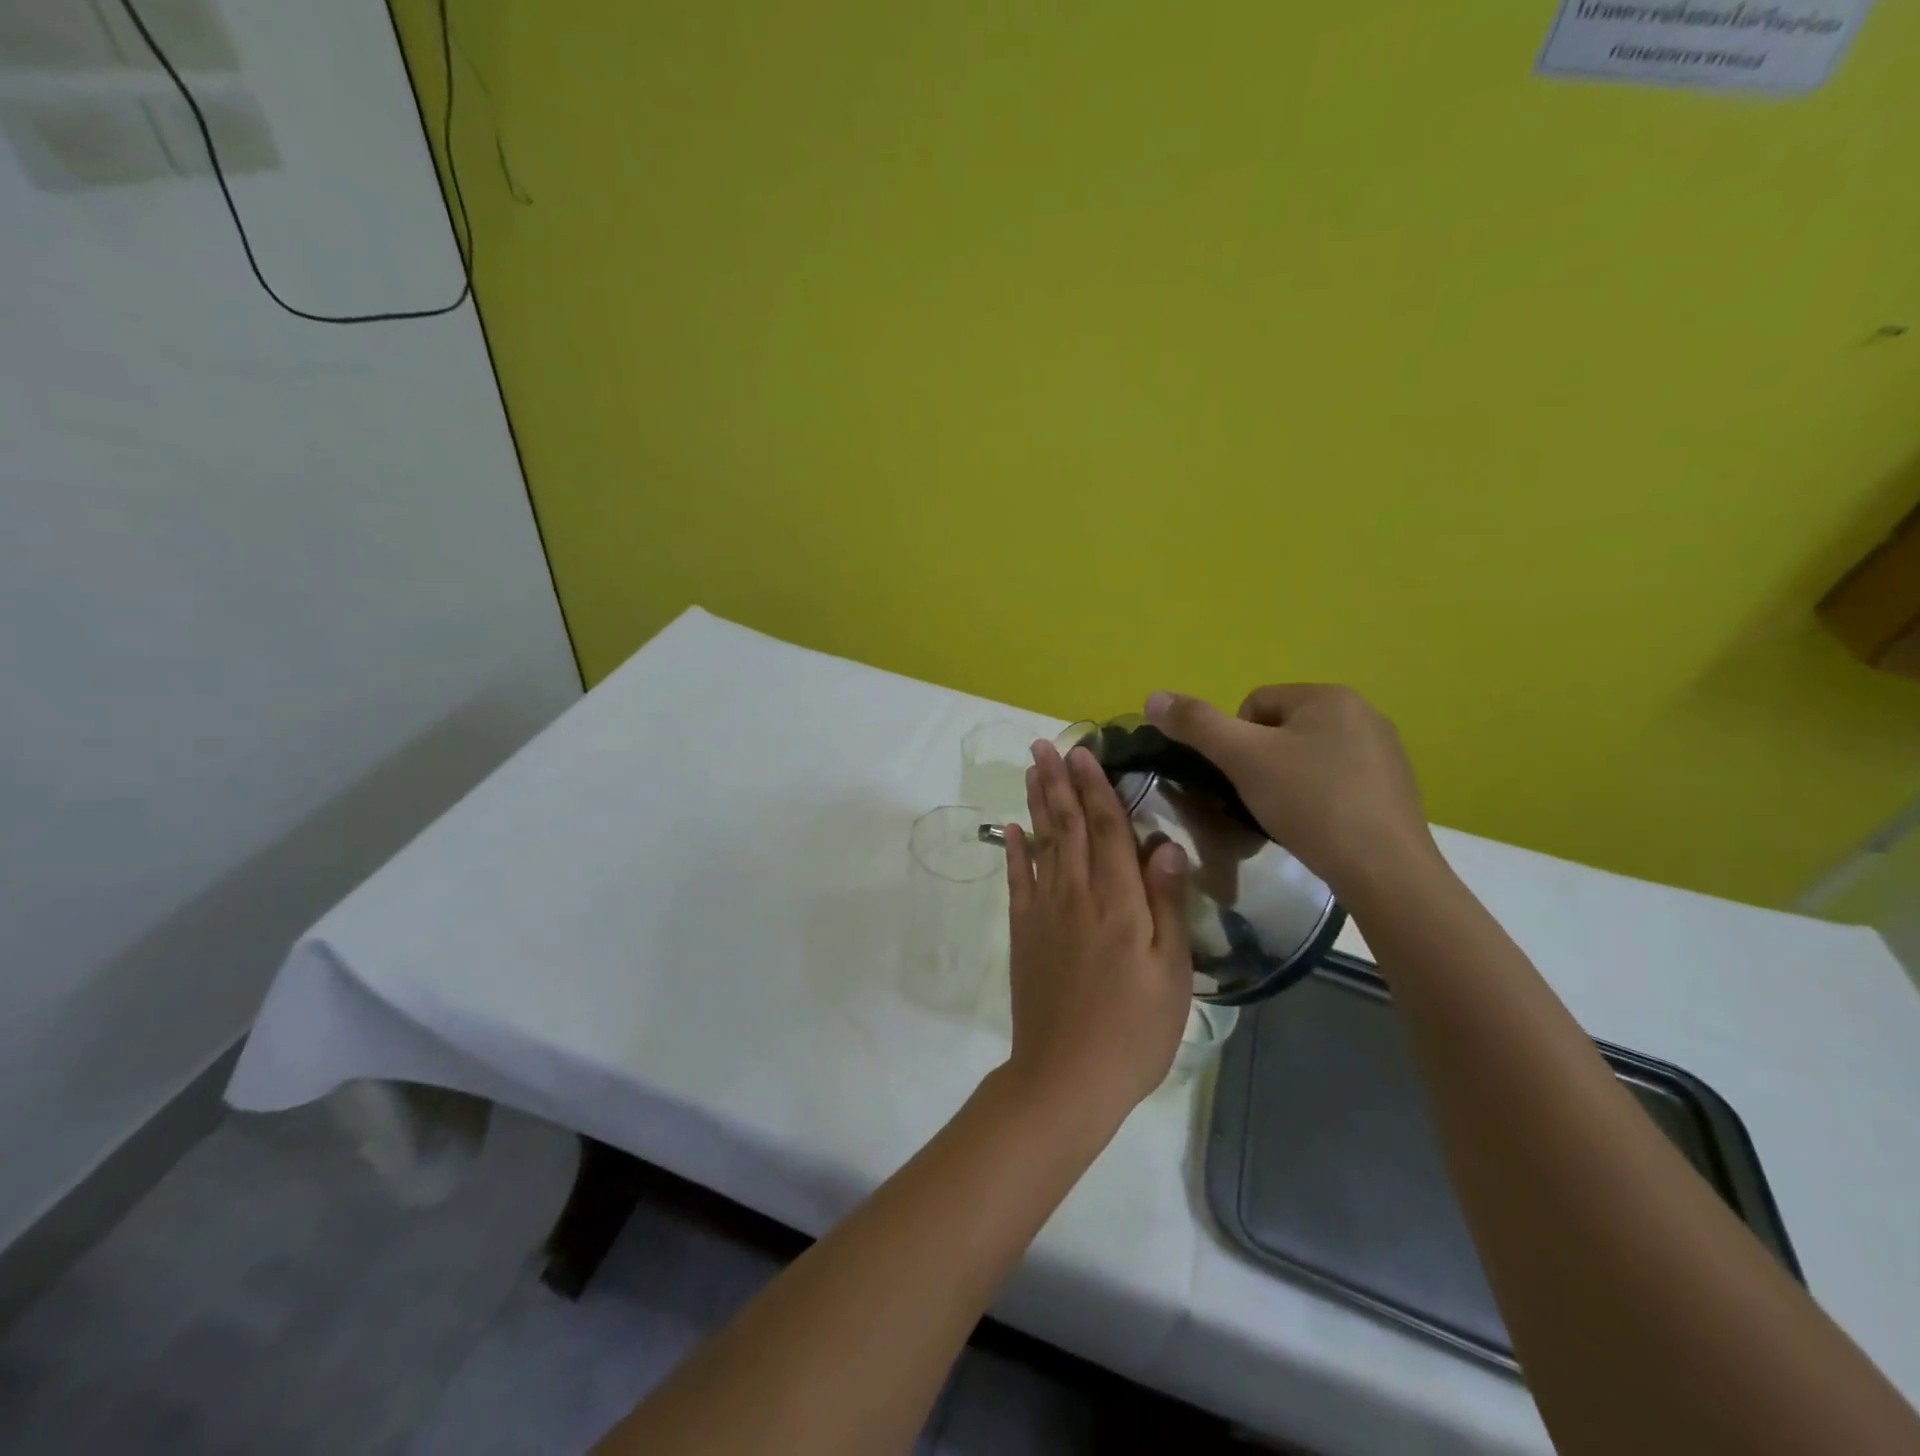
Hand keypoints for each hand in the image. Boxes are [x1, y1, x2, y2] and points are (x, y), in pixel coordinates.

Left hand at [1000, 740, 1192, 1122]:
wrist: (1066, 1076)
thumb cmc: (1134, 1030)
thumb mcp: (1172, 972)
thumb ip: (1167, 903)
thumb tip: (1164, 844)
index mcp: (1119, 901)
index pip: (1107, 829)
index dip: (1096, 788)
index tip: (1084, 752)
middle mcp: (1076, 894)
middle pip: (1067, 825)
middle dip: (1058, 781)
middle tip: (1045, 744)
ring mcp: (1044, 911)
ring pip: (1040, 843)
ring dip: (1036, 802)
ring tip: (1031, 769)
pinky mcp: (1022, 932)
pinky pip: (1017, 880)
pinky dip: (1014, 850)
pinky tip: (1011, 828)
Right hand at [1144, 685, 1438, 909]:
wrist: (1384, 870)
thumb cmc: (1310, 802)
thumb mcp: (1242, 758)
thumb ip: (1196, 724)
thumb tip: (1152, 696)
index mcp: (1329, 696)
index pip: (1254, 704)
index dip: (1235, 743)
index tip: (1242, 779)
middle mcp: (1363, 713)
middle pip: (1280, 730)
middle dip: (1261, 763)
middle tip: (1260, 800)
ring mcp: (1384, 751)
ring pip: (1307, 757)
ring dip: (1287, 782)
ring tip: (1287, 817)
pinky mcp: (1394, 788)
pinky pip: (1336, 781)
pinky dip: (1318, 800)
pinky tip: (1318, 827)